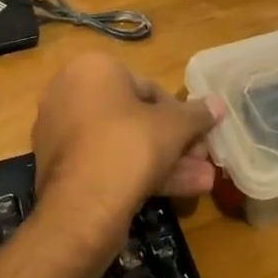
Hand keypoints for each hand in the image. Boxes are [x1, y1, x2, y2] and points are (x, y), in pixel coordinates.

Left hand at [31, 53, 223, 247]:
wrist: (82, 207)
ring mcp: (60, 133)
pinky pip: (105, 162)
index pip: (147, 88)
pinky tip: (175, 193)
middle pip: (134, 117)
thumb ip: (197, 114)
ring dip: (163, 161)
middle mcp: (69, 93)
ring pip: (122, 143)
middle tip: (202, 159)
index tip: (200, 135)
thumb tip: (218, 104)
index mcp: (92, 70)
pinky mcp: (59, 168)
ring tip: (202, 182)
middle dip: (173, 141)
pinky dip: (135, 173)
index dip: (180, 114)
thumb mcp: (173, 127)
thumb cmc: (129, 146)